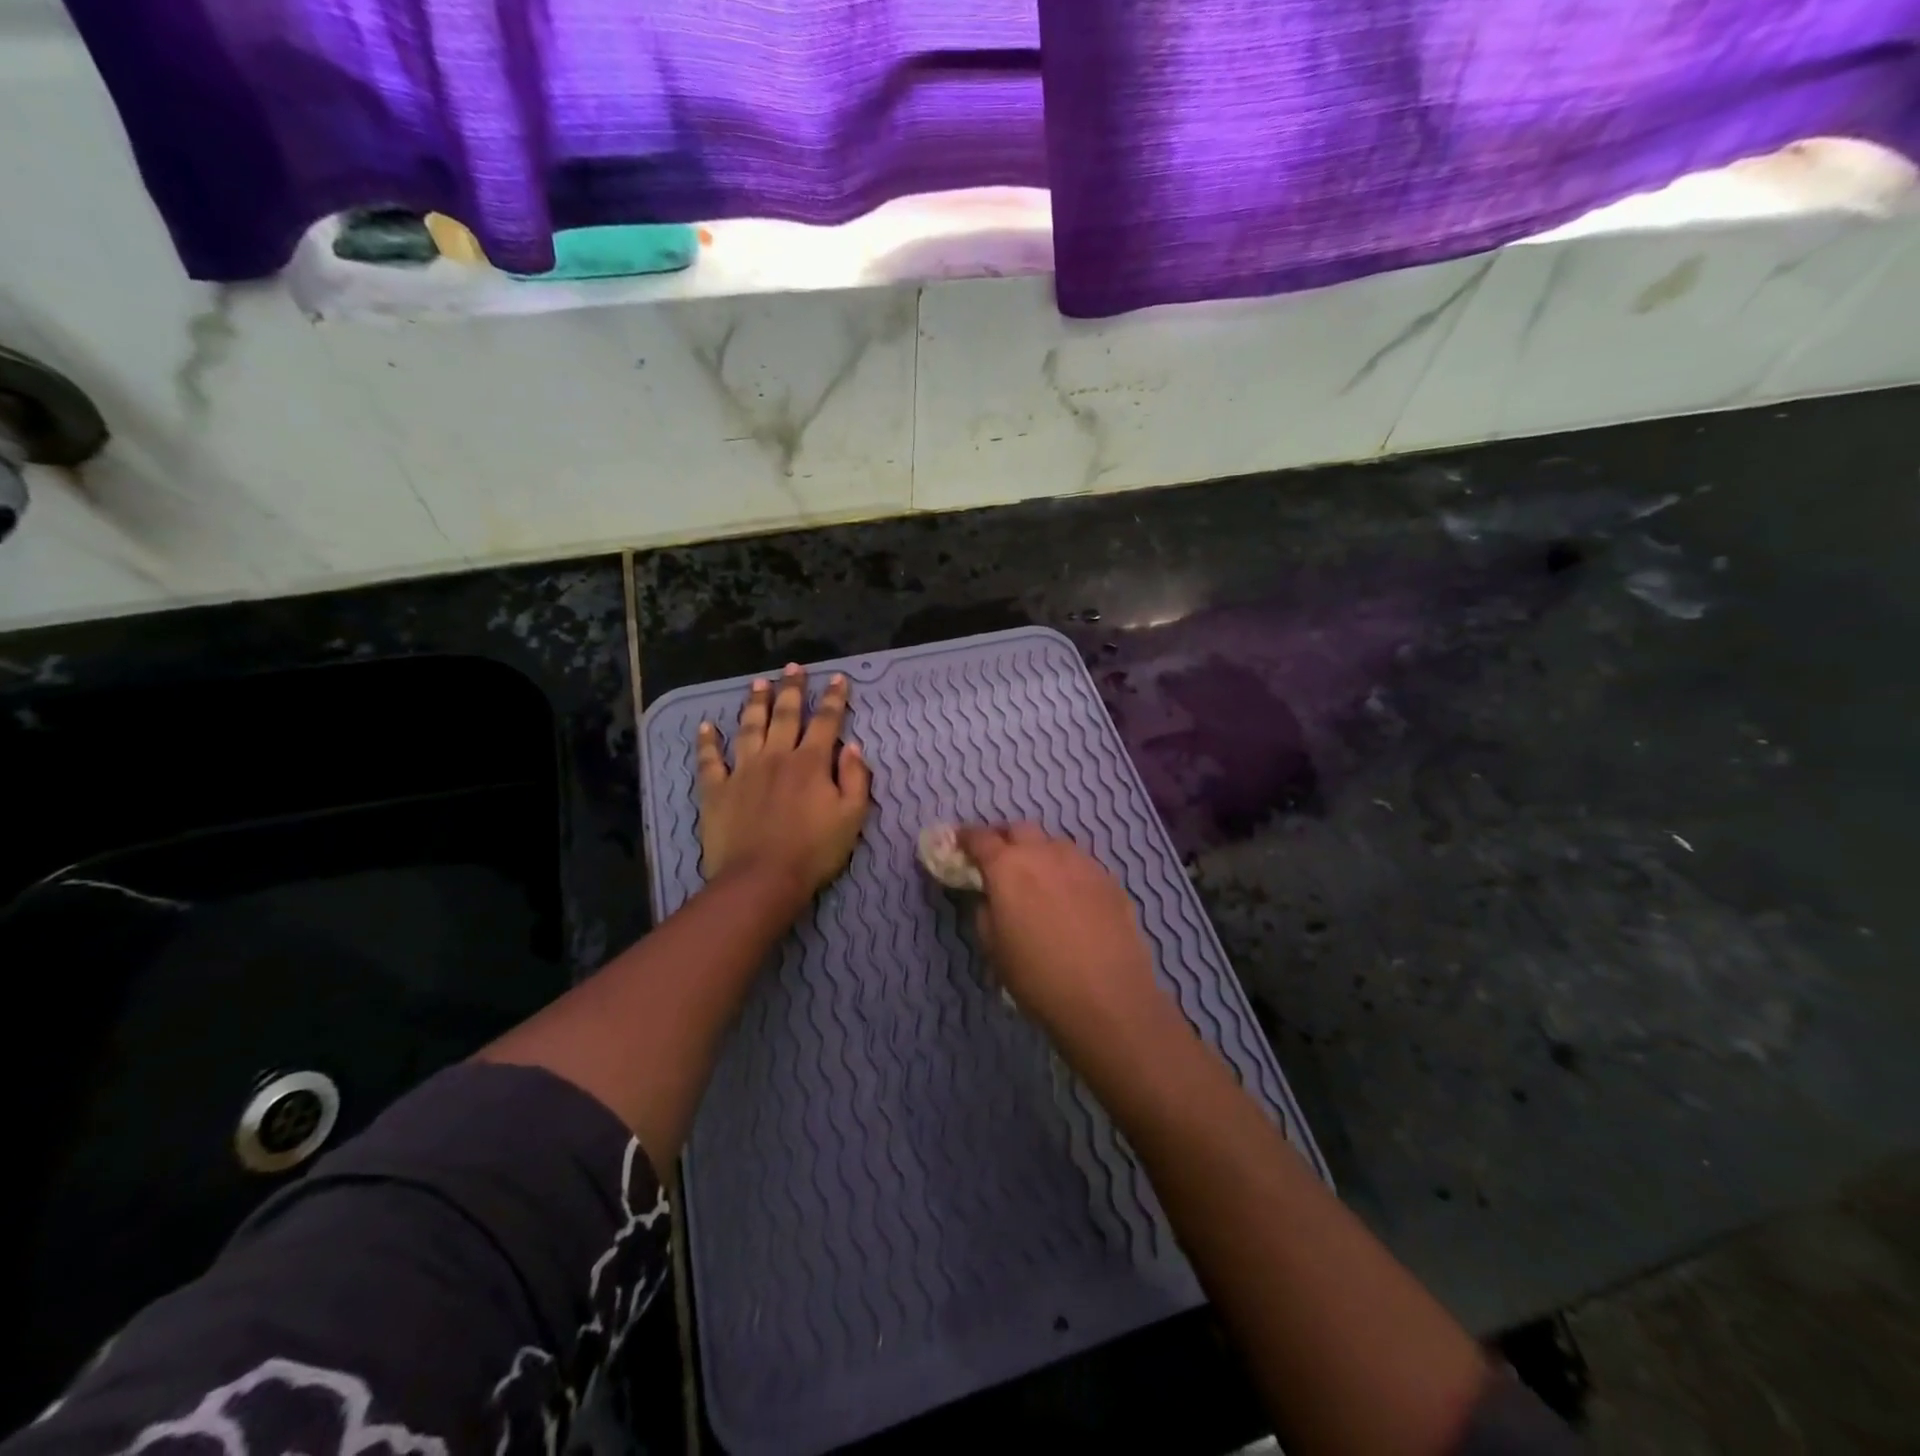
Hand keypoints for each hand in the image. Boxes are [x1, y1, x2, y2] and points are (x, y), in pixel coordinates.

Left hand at [697, 664, 871, 897]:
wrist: (761, 879)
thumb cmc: (814, 851)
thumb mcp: (852, 818)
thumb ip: (856, 779)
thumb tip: (852, 746)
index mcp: (811, 763)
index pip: (825, 721)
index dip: (833, 698)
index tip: (837, 678)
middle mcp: (777, 757)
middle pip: (785, 715)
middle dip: (791, 689)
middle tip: (793, 668)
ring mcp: (743, 770)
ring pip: (749, 727)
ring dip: (754, 703)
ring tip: (757, 683)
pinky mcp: (717, 789)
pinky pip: (711, 760)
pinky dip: (708, 742)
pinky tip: (706, 727)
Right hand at [955, 824, 1168, 1035]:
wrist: (1108, 999)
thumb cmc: (1038, 978)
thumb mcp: (993, 949)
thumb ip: (984, 911)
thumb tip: (989, 895)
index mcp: (1008, 867)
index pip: (979, 837)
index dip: (966, 838)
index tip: (959, 844)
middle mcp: (1044, 853)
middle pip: (1019, 829)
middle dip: (1004, 839)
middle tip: (998, 860)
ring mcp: (1081, 862)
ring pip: (1053, 843)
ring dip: (1038, 851)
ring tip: (1036, 877)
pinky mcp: (1109, 879)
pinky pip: (1080, 862)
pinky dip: (1066, 870)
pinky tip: (1069, 896)